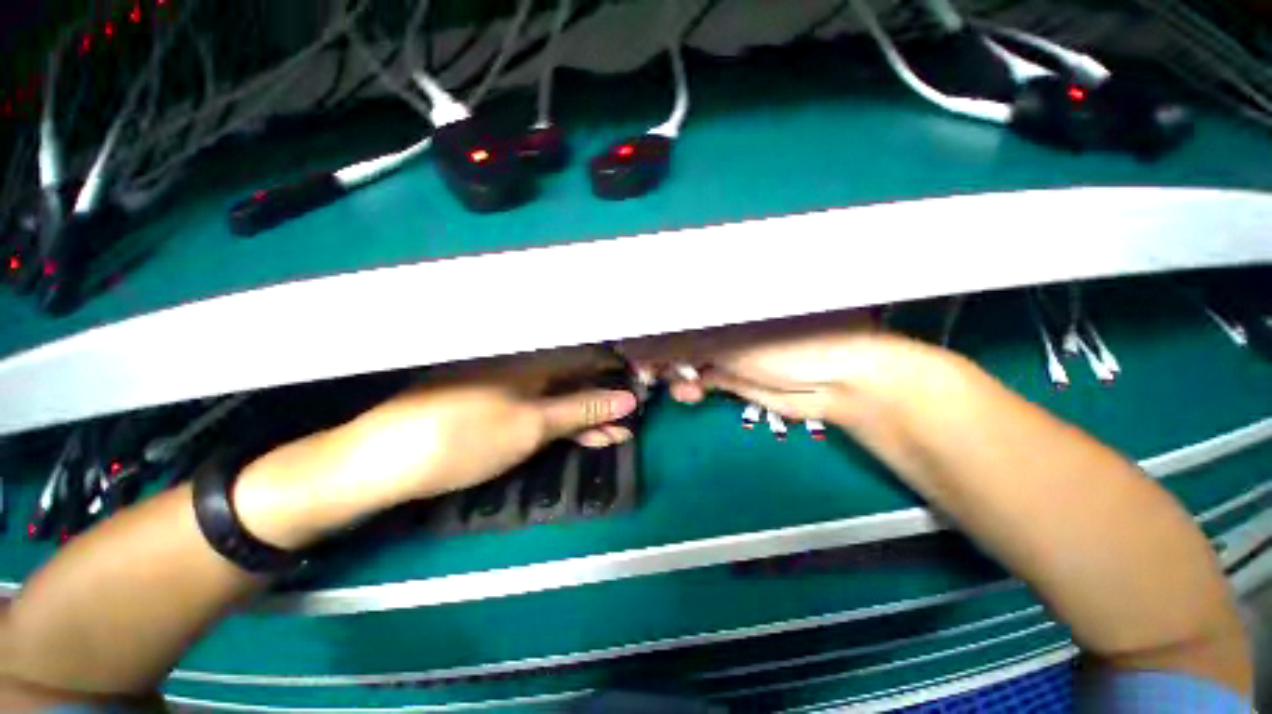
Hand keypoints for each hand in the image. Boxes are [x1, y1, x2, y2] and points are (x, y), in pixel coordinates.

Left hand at [234, 355, 637, 547]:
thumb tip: (627, 400)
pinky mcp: (496, 405)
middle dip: (606, 401)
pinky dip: (562, 423)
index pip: (591, 358)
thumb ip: (582, 410)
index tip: (642, 387)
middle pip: (577, 379)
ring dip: (588, 416)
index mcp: (534, 360)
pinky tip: (580, 434)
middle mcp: (525, 365)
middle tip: (632, 421)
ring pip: (561, 396)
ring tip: (616, 434)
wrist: (383, 459)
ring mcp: (509, 386)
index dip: (618, 373)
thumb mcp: (532, 425)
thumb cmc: (464, 437)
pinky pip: (540, 408)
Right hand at [624, 310, 919, 423]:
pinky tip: (690, 394)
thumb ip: (688, 340)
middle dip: (660, 354)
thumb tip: (648, 341)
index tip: (635, 342)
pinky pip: (702, 380)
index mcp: (724, 299)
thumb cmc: (790, 343)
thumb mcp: (733, 339)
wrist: (838, 381)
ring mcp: (728, 350)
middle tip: (646, 370)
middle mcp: (722, 322)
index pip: (677, 307)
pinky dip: (691, 387)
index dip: (654, 324)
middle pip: (678, 335)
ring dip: (674, 373)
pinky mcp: (734, 377)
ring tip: (671, 382)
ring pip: (686, 360)